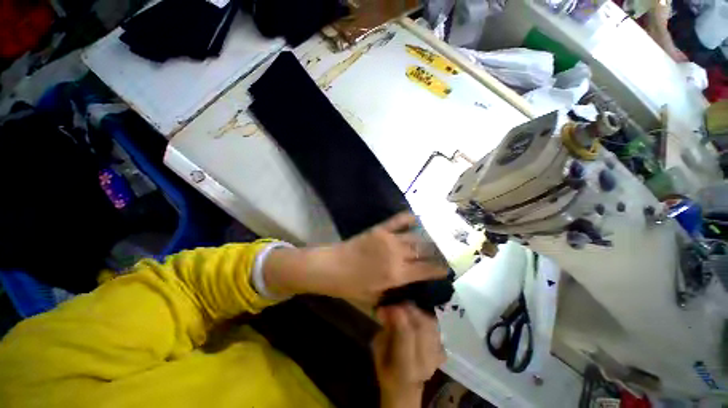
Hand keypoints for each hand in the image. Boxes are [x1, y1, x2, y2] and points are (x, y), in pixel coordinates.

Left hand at [305, 212, 447, 302]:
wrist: (331, 267)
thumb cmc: (351, 286)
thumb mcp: (375, 297)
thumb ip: (394, 292)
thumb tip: (409, 287)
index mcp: (397, 275)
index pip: (426, 270)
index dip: (440, 269)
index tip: (447, 268)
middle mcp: (397, 255)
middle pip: (424, 251)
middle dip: (437, 253)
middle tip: (444, 253)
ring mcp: (388, 239)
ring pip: (415, 237)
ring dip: (427, 238)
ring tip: (435, 239)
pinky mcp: (380, 229)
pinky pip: (398, 220)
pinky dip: (408, 218)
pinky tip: (416, 219)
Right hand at [372, 304, 445, 407]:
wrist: (405, 387)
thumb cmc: (386, 369)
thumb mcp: (378, 350)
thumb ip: (384, 329)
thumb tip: (384, 309)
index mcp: (405, 367)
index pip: (406, 334)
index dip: (398, 315)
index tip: (389, 305)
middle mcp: (424, 363)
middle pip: (422, 327)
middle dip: (409, 310)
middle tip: (398, 302)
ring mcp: (436, 357)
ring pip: (431, 325)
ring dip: (418, 312)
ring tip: (407, 307)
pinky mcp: (442, 351)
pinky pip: (436, 328)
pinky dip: (426, 317)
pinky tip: (417, 315)